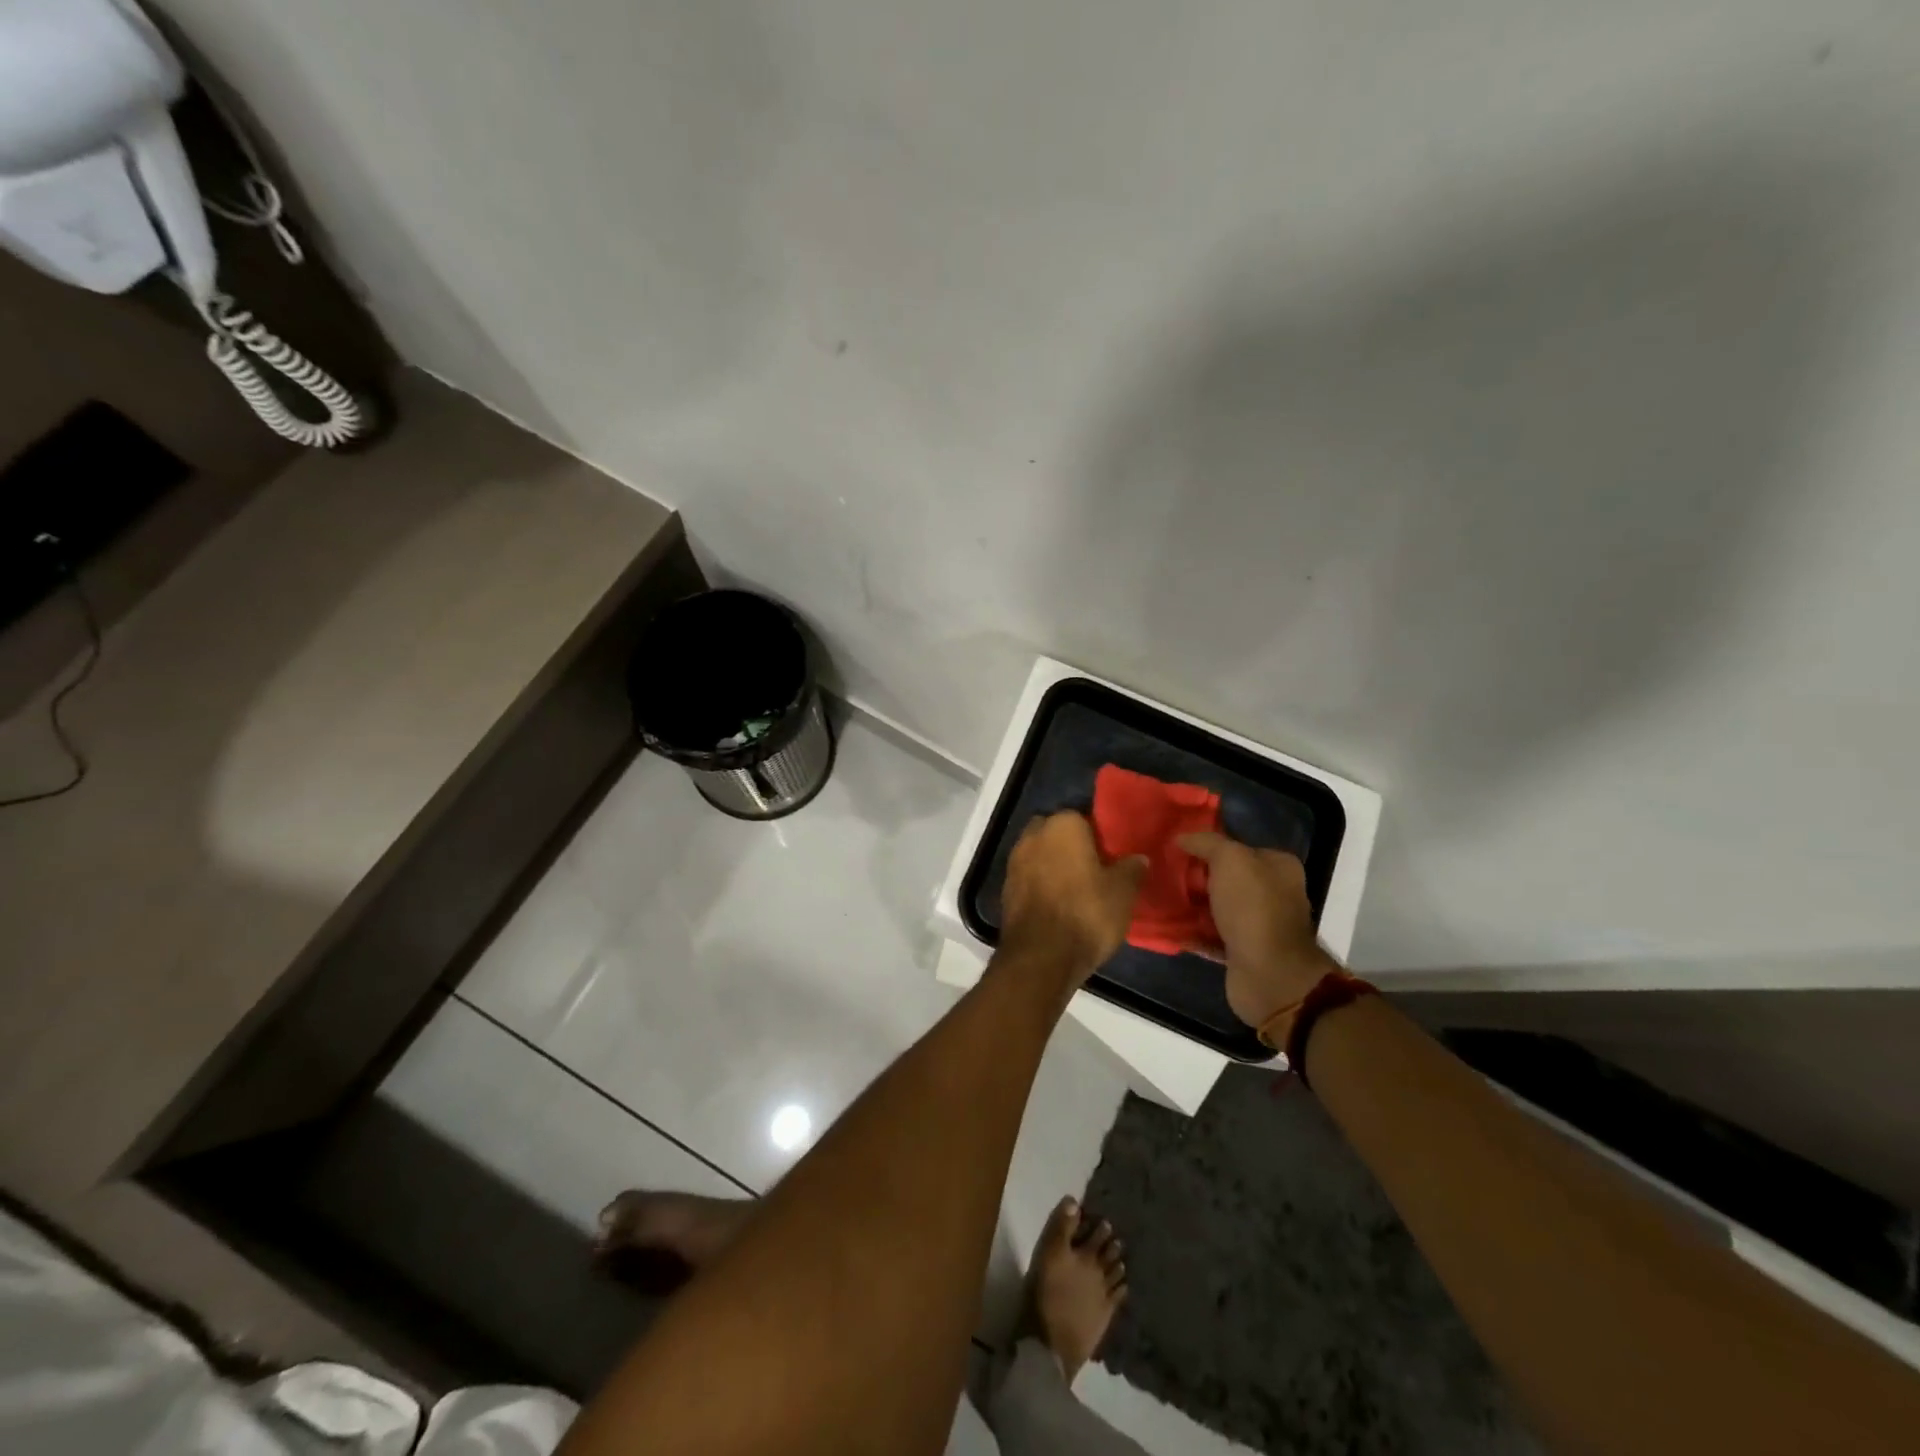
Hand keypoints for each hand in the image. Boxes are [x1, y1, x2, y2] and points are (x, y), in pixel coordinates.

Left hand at [998, 812, 1146, 992]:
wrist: (1041, 957)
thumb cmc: (1086, 914)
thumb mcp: (1122, 892)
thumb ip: (1132, 869)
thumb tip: (1139, 858)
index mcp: (1062, 825)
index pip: (1083, 817)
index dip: (1099, 836)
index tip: (1111, 854)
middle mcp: (1033, 835)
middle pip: (1056, 833)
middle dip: (1071, 846)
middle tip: (1094, 868)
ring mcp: (1014, 862)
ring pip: (1040, 854)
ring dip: (1053, 865)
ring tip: (1077, 888)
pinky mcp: (1005, 889)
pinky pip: (1029, 877)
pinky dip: (1041, 884)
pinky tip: (1058, 903)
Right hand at [1178, 831, 1335, 1031]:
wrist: (1268, 974)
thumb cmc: (1253, 908)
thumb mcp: (1229, 860)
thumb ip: (1206, 842)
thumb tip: (1181, 838)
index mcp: (1278, 867)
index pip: (1238, 847)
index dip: (1207, 847)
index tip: (1176, 849)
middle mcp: (1273, 893)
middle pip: (1226, 878)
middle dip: (1196, 877)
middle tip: (1163, 874)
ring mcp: (1259, 925)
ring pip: (1216, 907)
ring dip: (1191, 905)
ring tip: (1159, 898)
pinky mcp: (1243, 952)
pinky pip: (1211, 934)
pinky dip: (1192, 931)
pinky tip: (1167, 925)